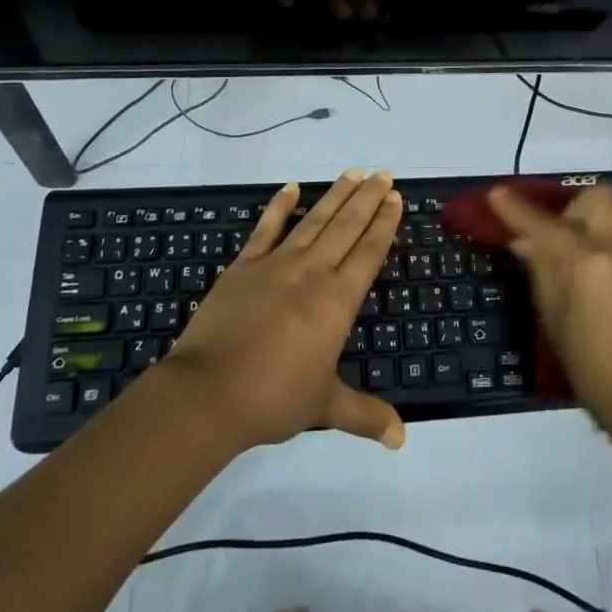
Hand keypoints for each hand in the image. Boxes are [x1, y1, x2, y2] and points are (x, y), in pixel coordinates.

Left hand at [166, 171, 405, 449]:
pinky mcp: (244, 265)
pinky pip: (266, 228)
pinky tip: (292, 186)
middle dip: (368, 198)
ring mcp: (276, 264)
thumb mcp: (325, 406)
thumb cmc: (273, 399)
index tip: (395, 197)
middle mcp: (312, 272)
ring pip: (314, 220)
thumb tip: (402, 438)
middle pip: (347, 226)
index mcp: (337, 301)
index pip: (368, 252)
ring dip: (336, 194)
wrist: (209, 393)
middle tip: (384, 173)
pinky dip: (279, 205)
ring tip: (353, 172)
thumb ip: (366, 415)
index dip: (384, 223)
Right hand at [488, 185, 611, 449]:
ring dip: (592, 230)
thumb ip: (542, 275)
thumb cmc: (597, 375)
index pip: (543, 224)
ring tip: (580, 268)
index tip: (497, 194)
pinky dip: (611, 252)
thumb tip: (526, 243)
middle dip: (571, 208)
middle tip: (557, 237)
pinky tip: (605, 289)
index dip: (515, 208)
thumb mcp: (555, 326)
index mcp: (586, 265)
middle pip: (595, 198)